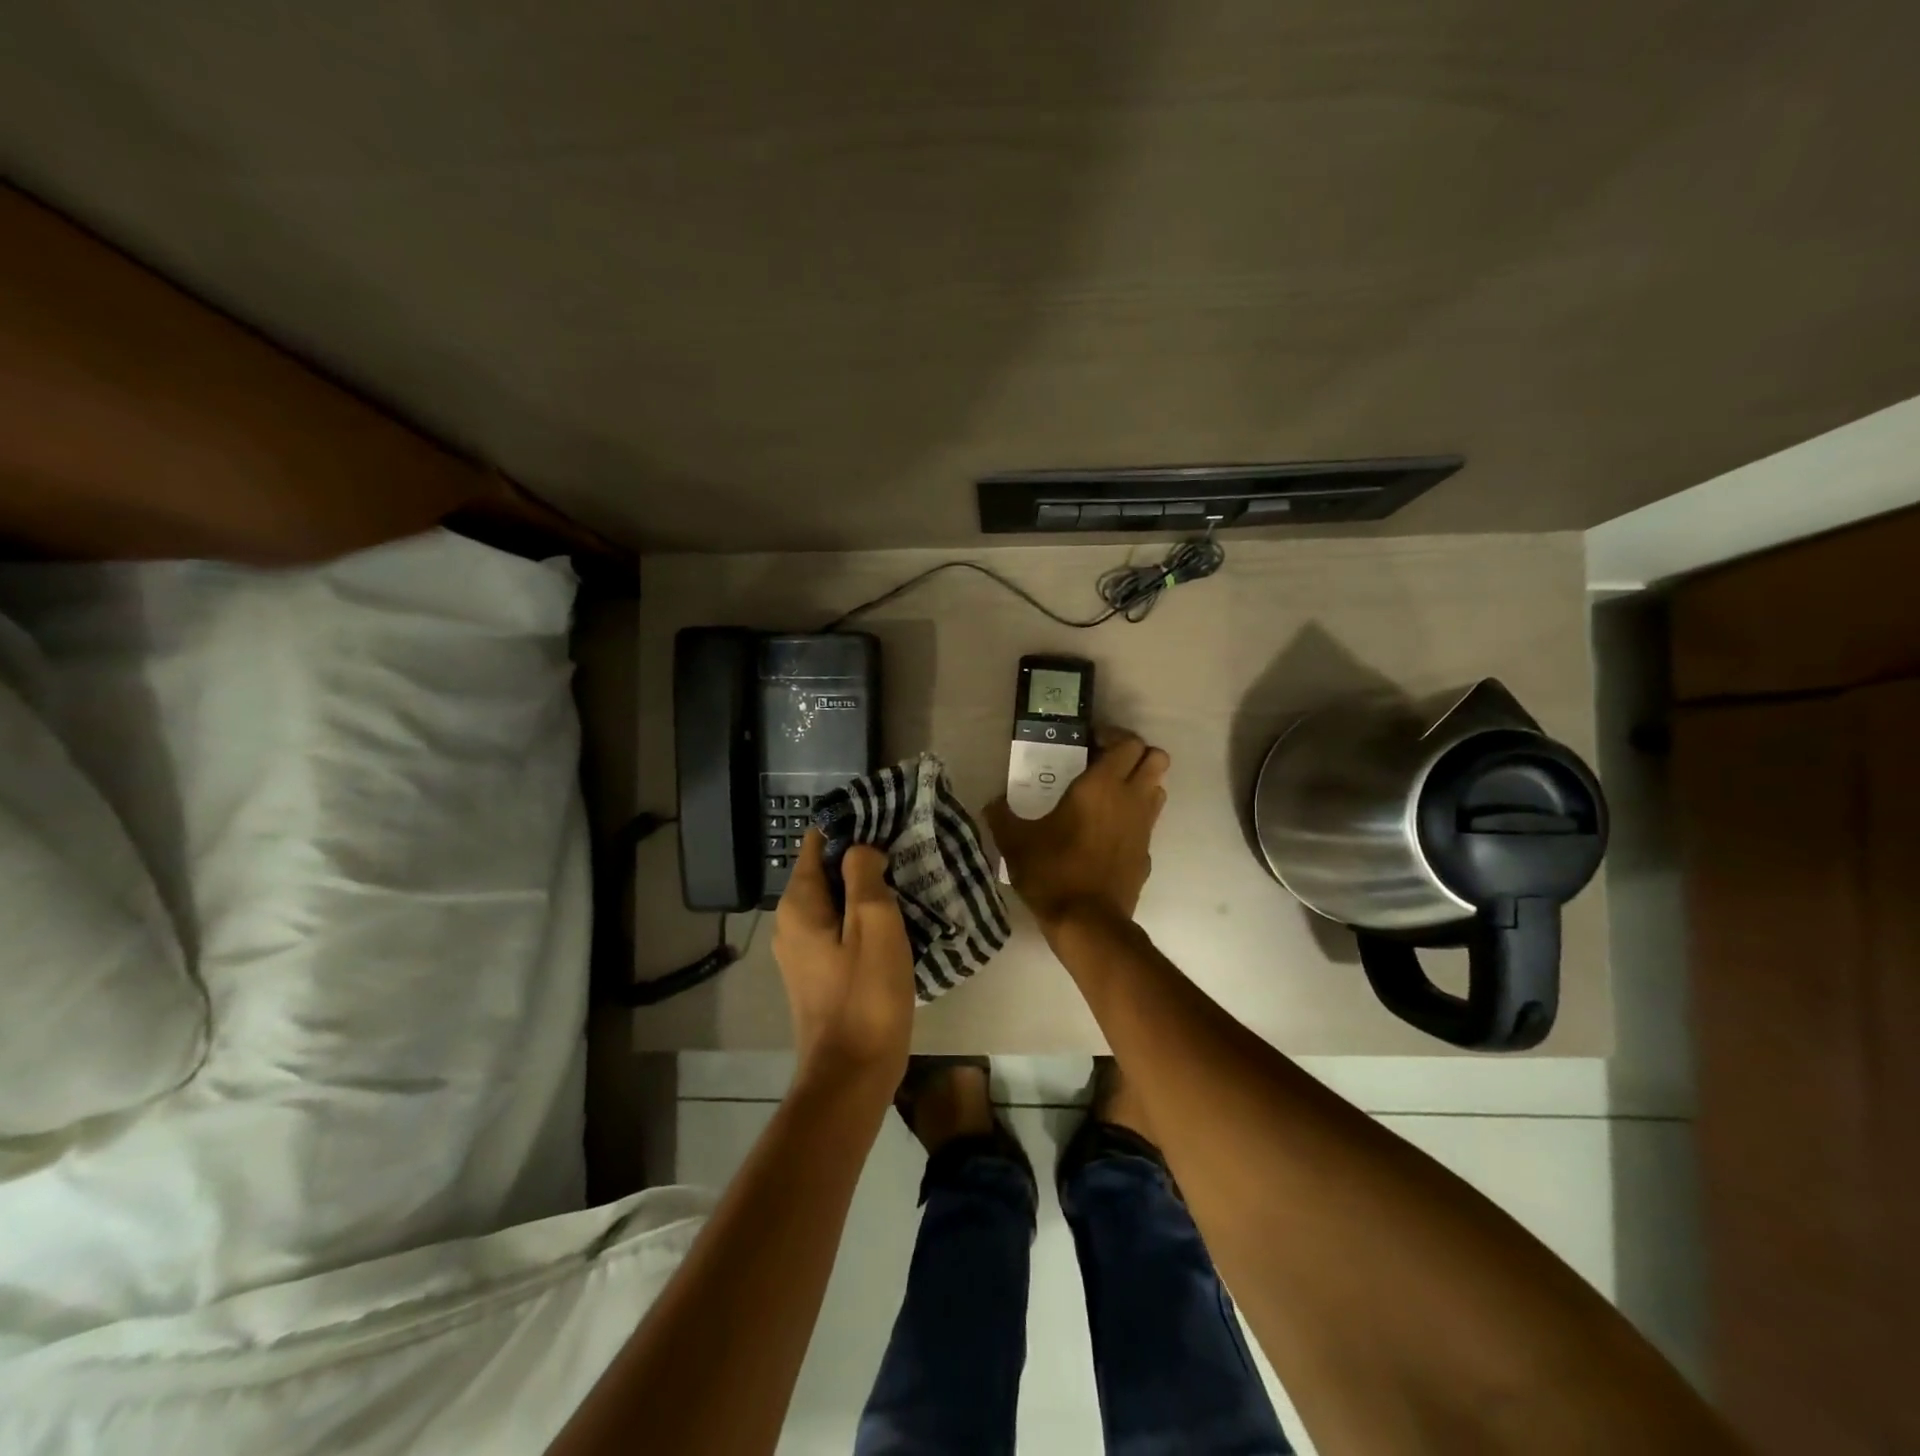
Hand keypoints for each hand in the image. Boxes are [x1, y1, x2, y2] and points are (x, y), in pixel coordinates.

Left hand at [773, 830, 914, 1097]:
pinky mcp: (818, 972)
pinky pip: (840, 928)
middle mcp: (791, 921)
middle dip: (863, 858)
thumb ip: (864, 874)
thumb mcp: (874, 923)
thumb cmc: (865, 995)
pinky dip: (864, 918)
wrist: (851, 1075)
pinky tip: (896, 921)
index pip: (817, 842)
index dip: (851, 827)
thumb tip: (862, 847)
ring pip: (836, 901)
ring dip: (867, 889)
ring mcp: (802, 950)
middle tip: (906, 850)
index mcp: (799, 903)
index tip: (888, 821)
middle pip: (827, 871)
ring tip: (907, 880)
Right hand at [986, 728, 1169, 934]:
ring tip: (1109, 794)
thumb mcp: (1015, 841)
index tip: (1089, 742)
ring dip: (1141, 783)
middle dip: (1135, 754)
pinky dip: (1135, 817)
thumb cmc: (1052, 872)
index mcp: (1101, 786)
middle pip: (1157, 758)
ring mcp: (1144, 827)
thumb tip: (992, 803)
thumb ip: (1002, 815)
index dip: (1113, 736)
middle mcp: (1131, 799)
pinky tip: (1108, 832)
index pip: (1129, 743)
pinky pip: (1149, 822)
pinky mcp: (1147, 854)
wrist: (1087, 923)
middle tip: (1104, 763)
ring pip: (1158, 788)